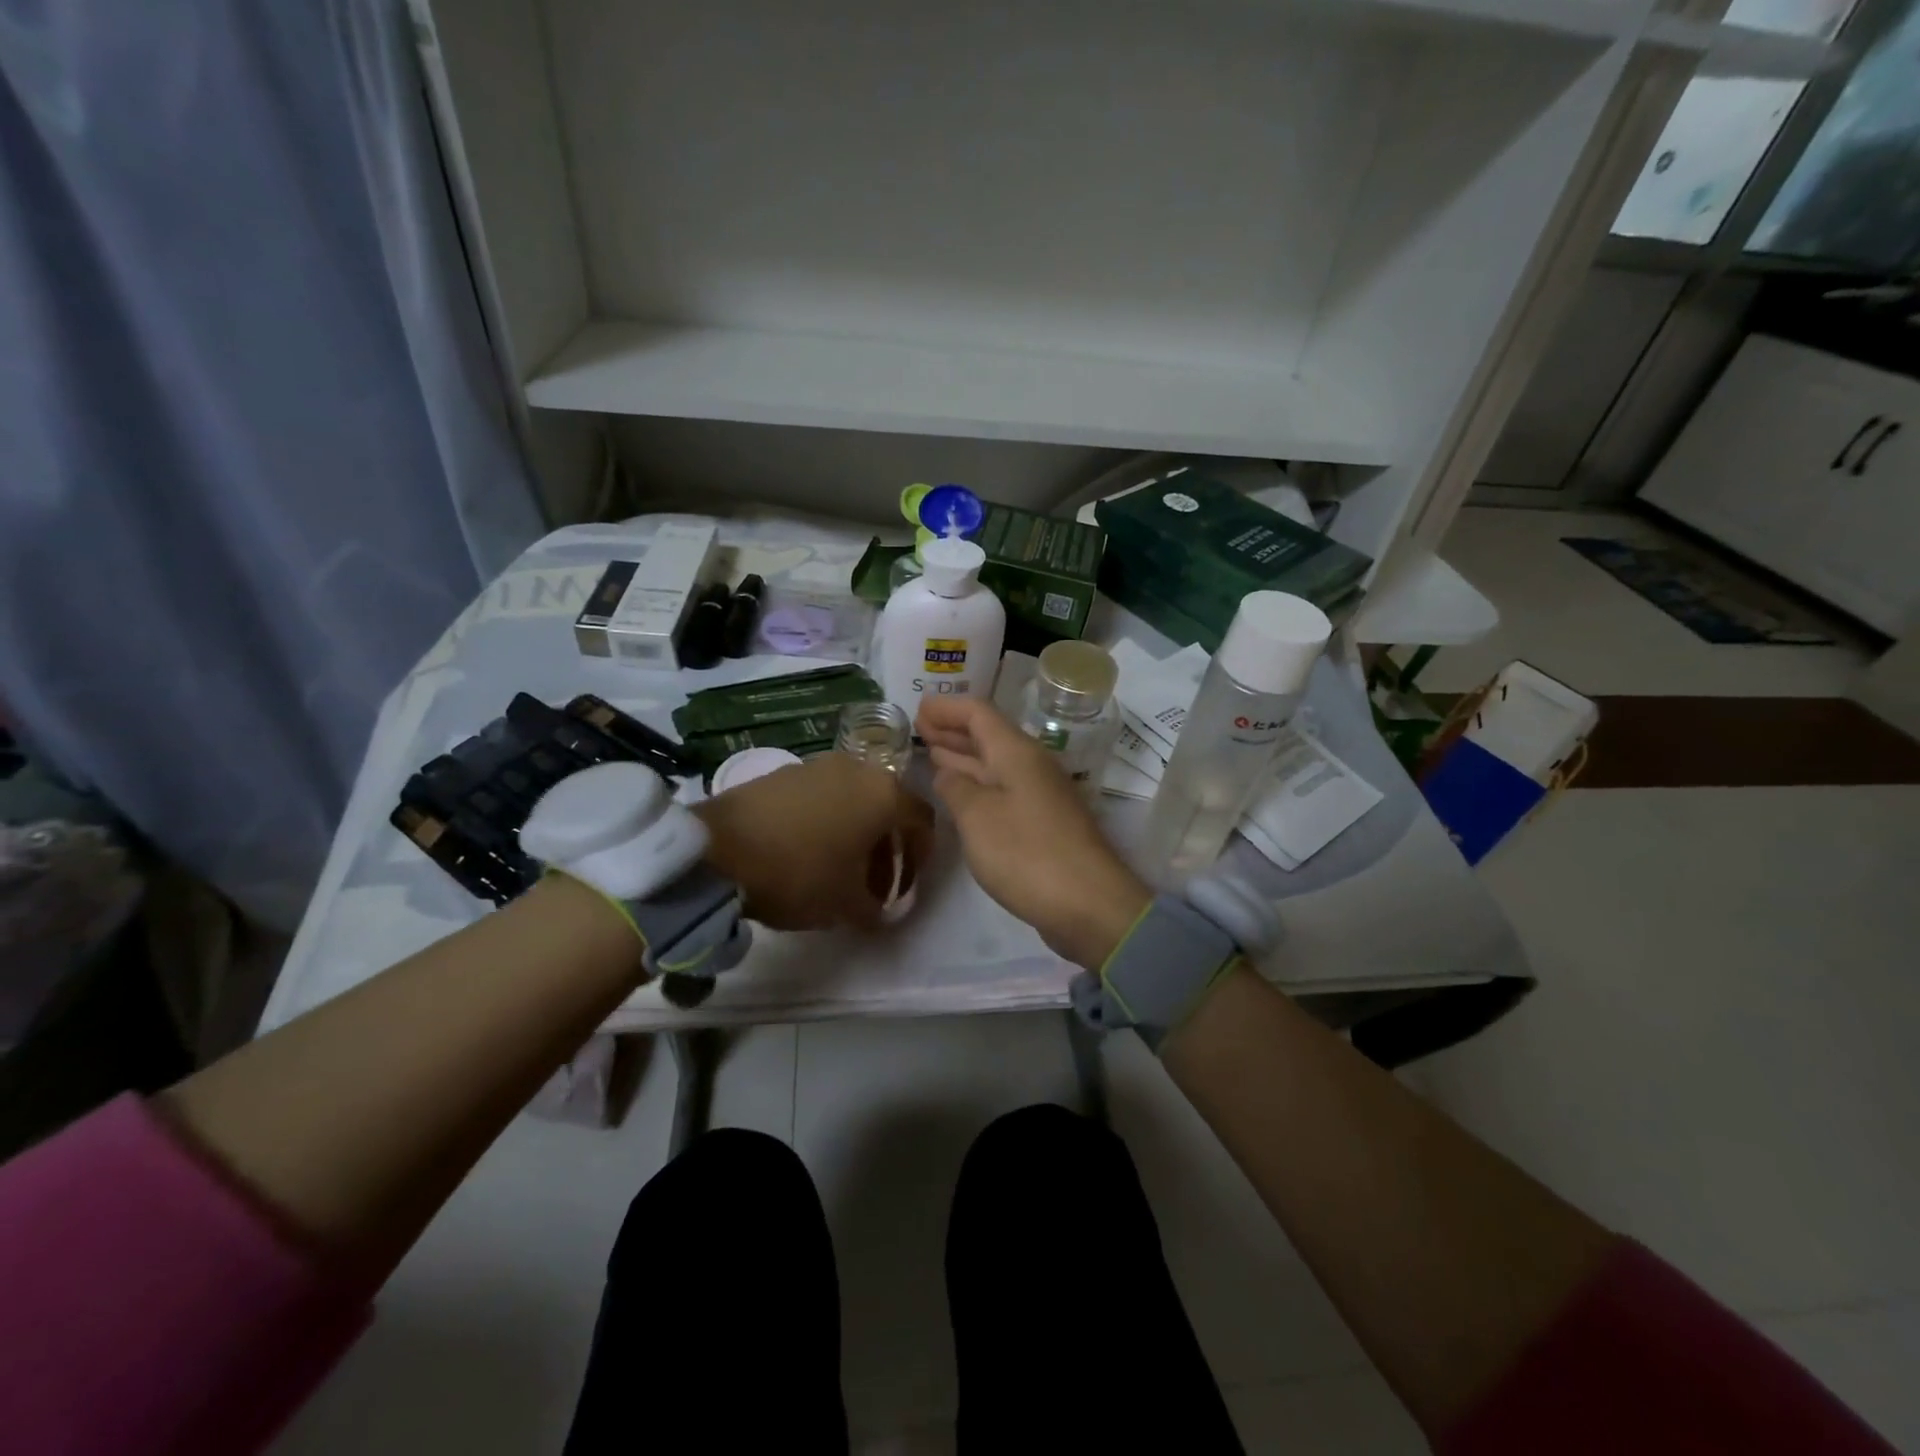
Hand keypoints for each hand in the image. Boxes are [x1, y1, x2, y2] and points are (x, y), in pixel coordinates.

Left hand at [693, 754, 933, 930]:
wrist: (716, 850)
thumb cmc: (798, 873)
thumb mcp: (845, 904)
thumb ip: (875, 910)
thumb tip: (880, 913)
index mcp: (883, 794)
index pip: (923, 820)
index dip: (922, 855)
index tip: (909, 885)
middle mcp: (857, 769)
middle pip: (887, 808)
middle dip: (888, 848)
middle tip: (875, 885)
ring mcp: (817, 766)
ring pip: (854, 800)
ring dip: (857, 835)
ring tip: (840, 871)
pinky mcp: (784, 772)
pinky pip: (822, 796)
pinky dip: (827, 822)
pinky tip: (806, 853)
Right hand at [918, 696, 1149, 968]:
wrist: (1088, 904)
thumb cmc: (1026, 853)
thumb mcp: (977, 817)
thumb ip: (956, 788)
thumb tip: (947, 772)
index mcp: (1017, 753)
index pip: (979, 713)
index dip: (947, 708)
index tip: (918, 708)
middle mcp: (1031, 766)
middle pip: (989, 735)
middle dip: (953, 730)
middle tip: (919, 728)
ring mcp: (1040, 795)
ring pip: (995, 764)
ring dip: (964, 757)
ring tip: (932, 753)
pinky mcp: (1043, 824)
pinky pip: (1003, 789)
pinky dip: (978, 785)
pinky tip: (960, 795)